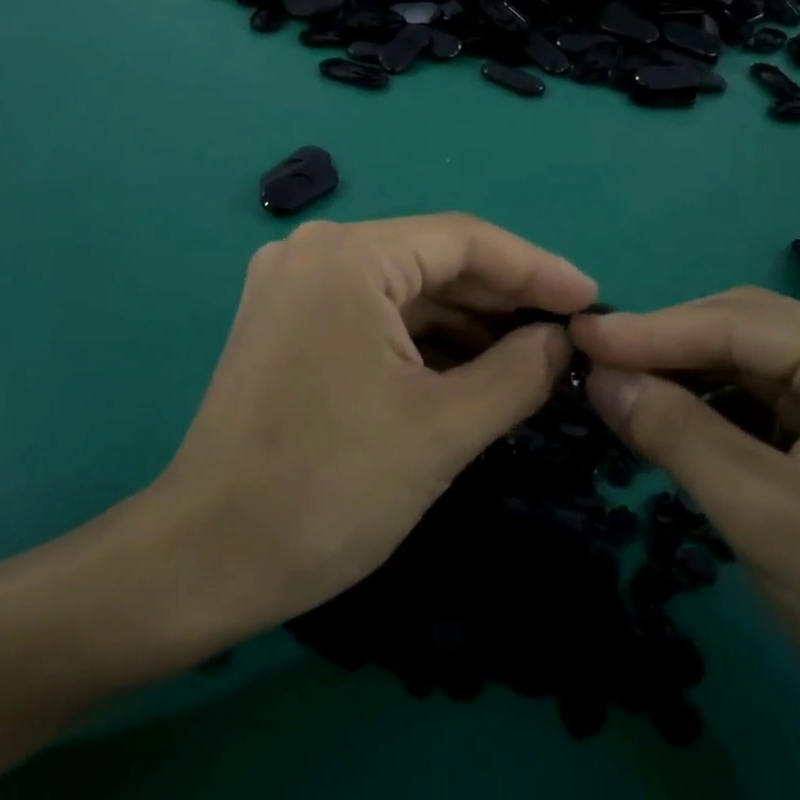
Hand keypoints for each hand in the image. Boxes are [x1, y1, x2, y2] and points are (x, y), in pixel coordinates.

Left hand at [140, 215, 596, 642]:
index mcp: (348, 257)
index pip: (465, 240)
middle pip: (432, 260)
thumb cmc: (330, 489)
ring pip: (402, 289)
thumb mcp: (444, 429)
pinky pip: (371, 314)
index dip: (537, 269)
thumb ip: (519, 372)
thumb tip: (562, 339)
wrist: (207, 558)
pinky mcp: (285, 324)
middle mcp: (313, 252)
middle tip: (567, 335)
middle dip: (503, 298)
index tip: (592, 301)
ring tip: (529, 358)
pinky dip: (423, 339)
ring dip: (466, 322)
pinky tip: (469, 369)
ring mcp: (292, 287)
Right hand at [572, 289, 799, 761]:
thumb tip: (597, 376)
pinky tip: (677, 423)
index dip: (645, 331)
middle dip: (666, 351)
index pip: (733, 324)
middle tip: (589, 368)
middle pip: (746, 332)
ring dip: (690, 381)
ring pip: (757, 366)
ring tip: (620, 395)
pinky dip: (722, 411)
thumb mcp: (762, 516)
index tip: (573, 337)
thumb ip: (674, 432)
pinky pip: (778, 400)